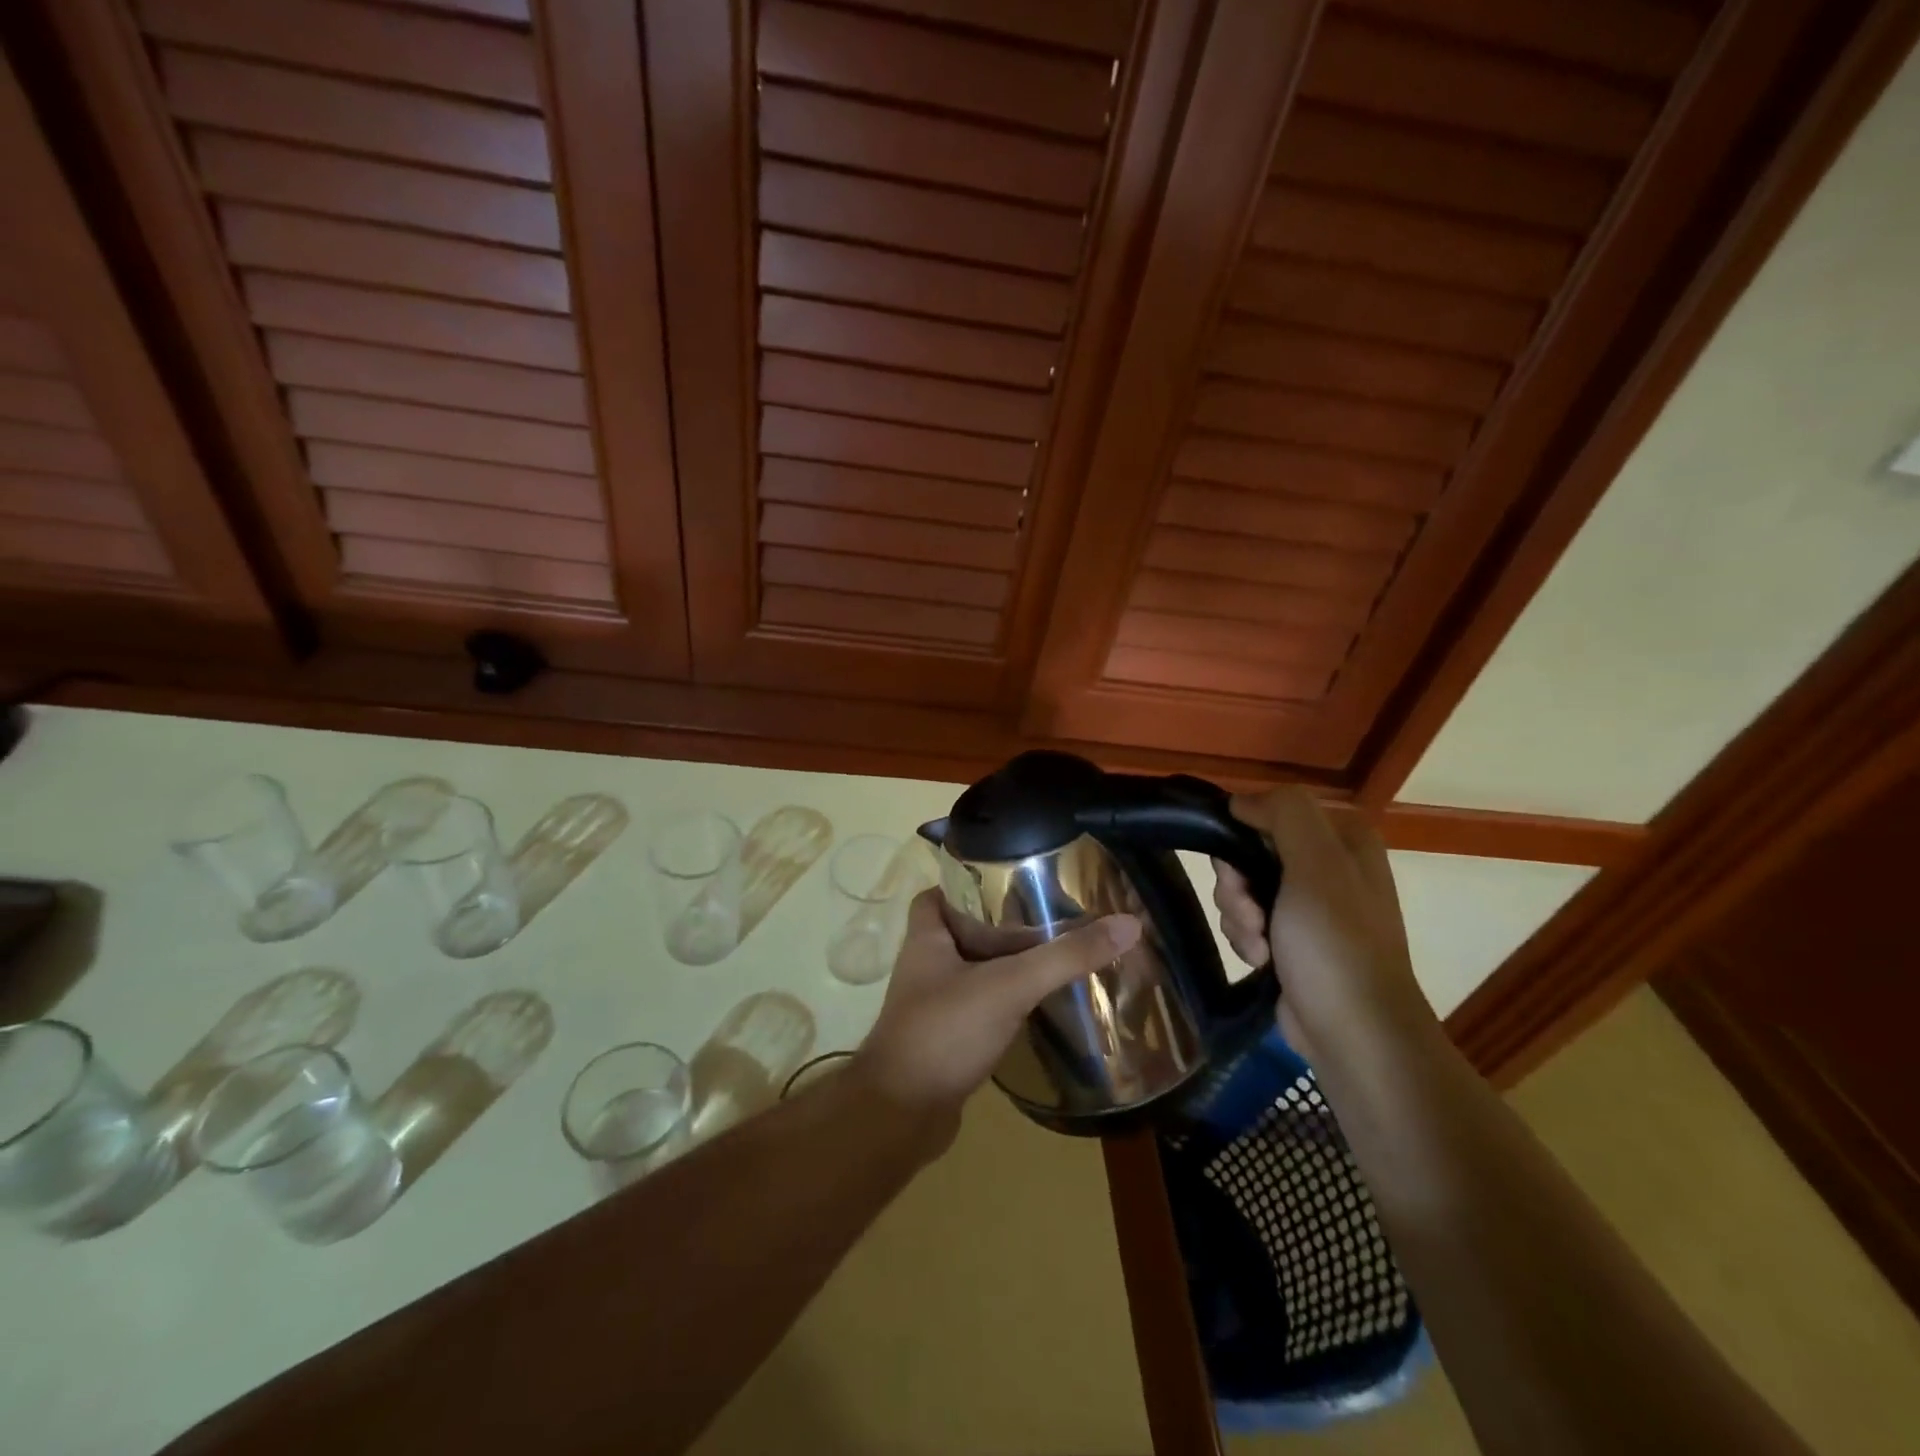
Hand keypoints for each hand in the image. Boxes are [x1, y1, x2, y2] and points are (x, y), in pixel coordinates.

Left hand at [853, 889, 1140, 1139]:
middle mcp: (926, 967)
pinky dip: (1005, 1003)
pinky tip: (1038, 1006)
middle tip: (1048, 917)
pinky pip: (980, 1009)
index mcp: (927, 939)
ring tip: (1054, 955)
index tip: (1009, 880)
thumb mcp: (1009, 986)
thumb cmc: (944, 1033)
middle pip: (963, 932)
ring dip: (1006, 966)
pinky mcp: (946, 1040)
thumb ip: (1065, 957)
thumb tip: (1127, 924)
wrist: (901, 1117)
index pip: (937, 895)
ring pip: (974, 972)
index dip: (966, 883)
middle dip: (1000, 925)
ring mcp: (934, 1006)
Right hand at [1212, 787, 1435, 1067]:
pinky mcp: (1293, 942)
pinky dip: (1246, 939)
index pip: (1270, 813)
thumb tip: (1240, 801)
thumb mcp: (1316, 866)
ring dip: (1239, 917)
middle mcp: (1329, 867)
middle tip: (1251, 914)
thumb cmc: (1336, 944)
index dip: (1243, 837)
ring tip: (1260, 947)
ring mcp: (1310, 907)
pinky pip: (1248, 922)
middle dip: (1238, 886)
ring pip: (1242, 889)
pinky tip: (1261, 960)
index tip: (1237, 869)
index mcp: (1343, 840)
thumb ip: (1284, 814)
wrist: (1354, 1034)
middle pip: (1250, 853)